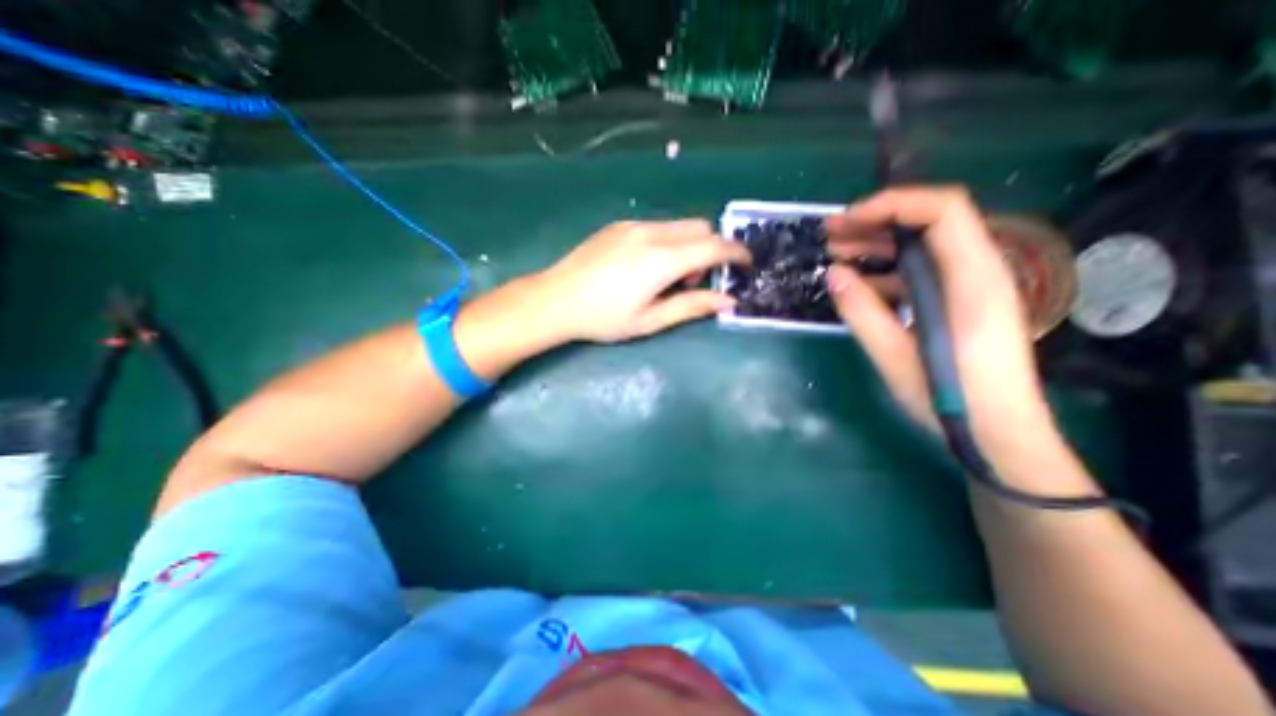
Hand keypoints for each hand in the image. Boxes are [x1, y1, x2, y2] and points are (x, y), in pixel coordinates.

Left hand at [534, 218, 748, 340]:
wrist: (555, 300)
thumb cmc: (603, 318)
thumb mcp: (650, 320)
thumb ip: (692, 306)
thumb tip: (728, 300)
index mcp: (662, 259)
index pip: (714, 246)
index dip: (736, 253)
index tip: (747, 263)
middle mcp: (652, 233)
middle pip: (700, 228)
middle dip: (710, 250)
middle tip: (693, 282)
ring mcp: (633, 225)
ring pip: (679, 225)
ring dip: (688, 246)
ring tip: (667, 277)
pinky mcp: (619, 225)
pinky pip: (658, 226)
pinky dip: (668, 241)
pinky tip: (645, 266)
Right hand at [828, 187, 1057, 461]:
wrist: (1000, 434)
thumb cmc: (952, 400)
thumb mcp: (897, 358)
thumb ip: (864, 313)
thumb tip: (834, 274)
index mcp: (973, 280)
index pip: (943, 210)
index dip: (893, 203)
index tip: (847, 220)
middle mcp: (979, 272)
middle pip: (931, 222)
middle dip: (877, 220)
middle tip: (831, 233)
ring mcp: (970, 287)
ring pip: (923, 246)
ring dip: (878, 244)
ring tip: (835, 253)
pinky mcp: (958, 303)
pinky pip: (921, 272)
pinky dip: (886, 270)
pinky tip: (857, 284)